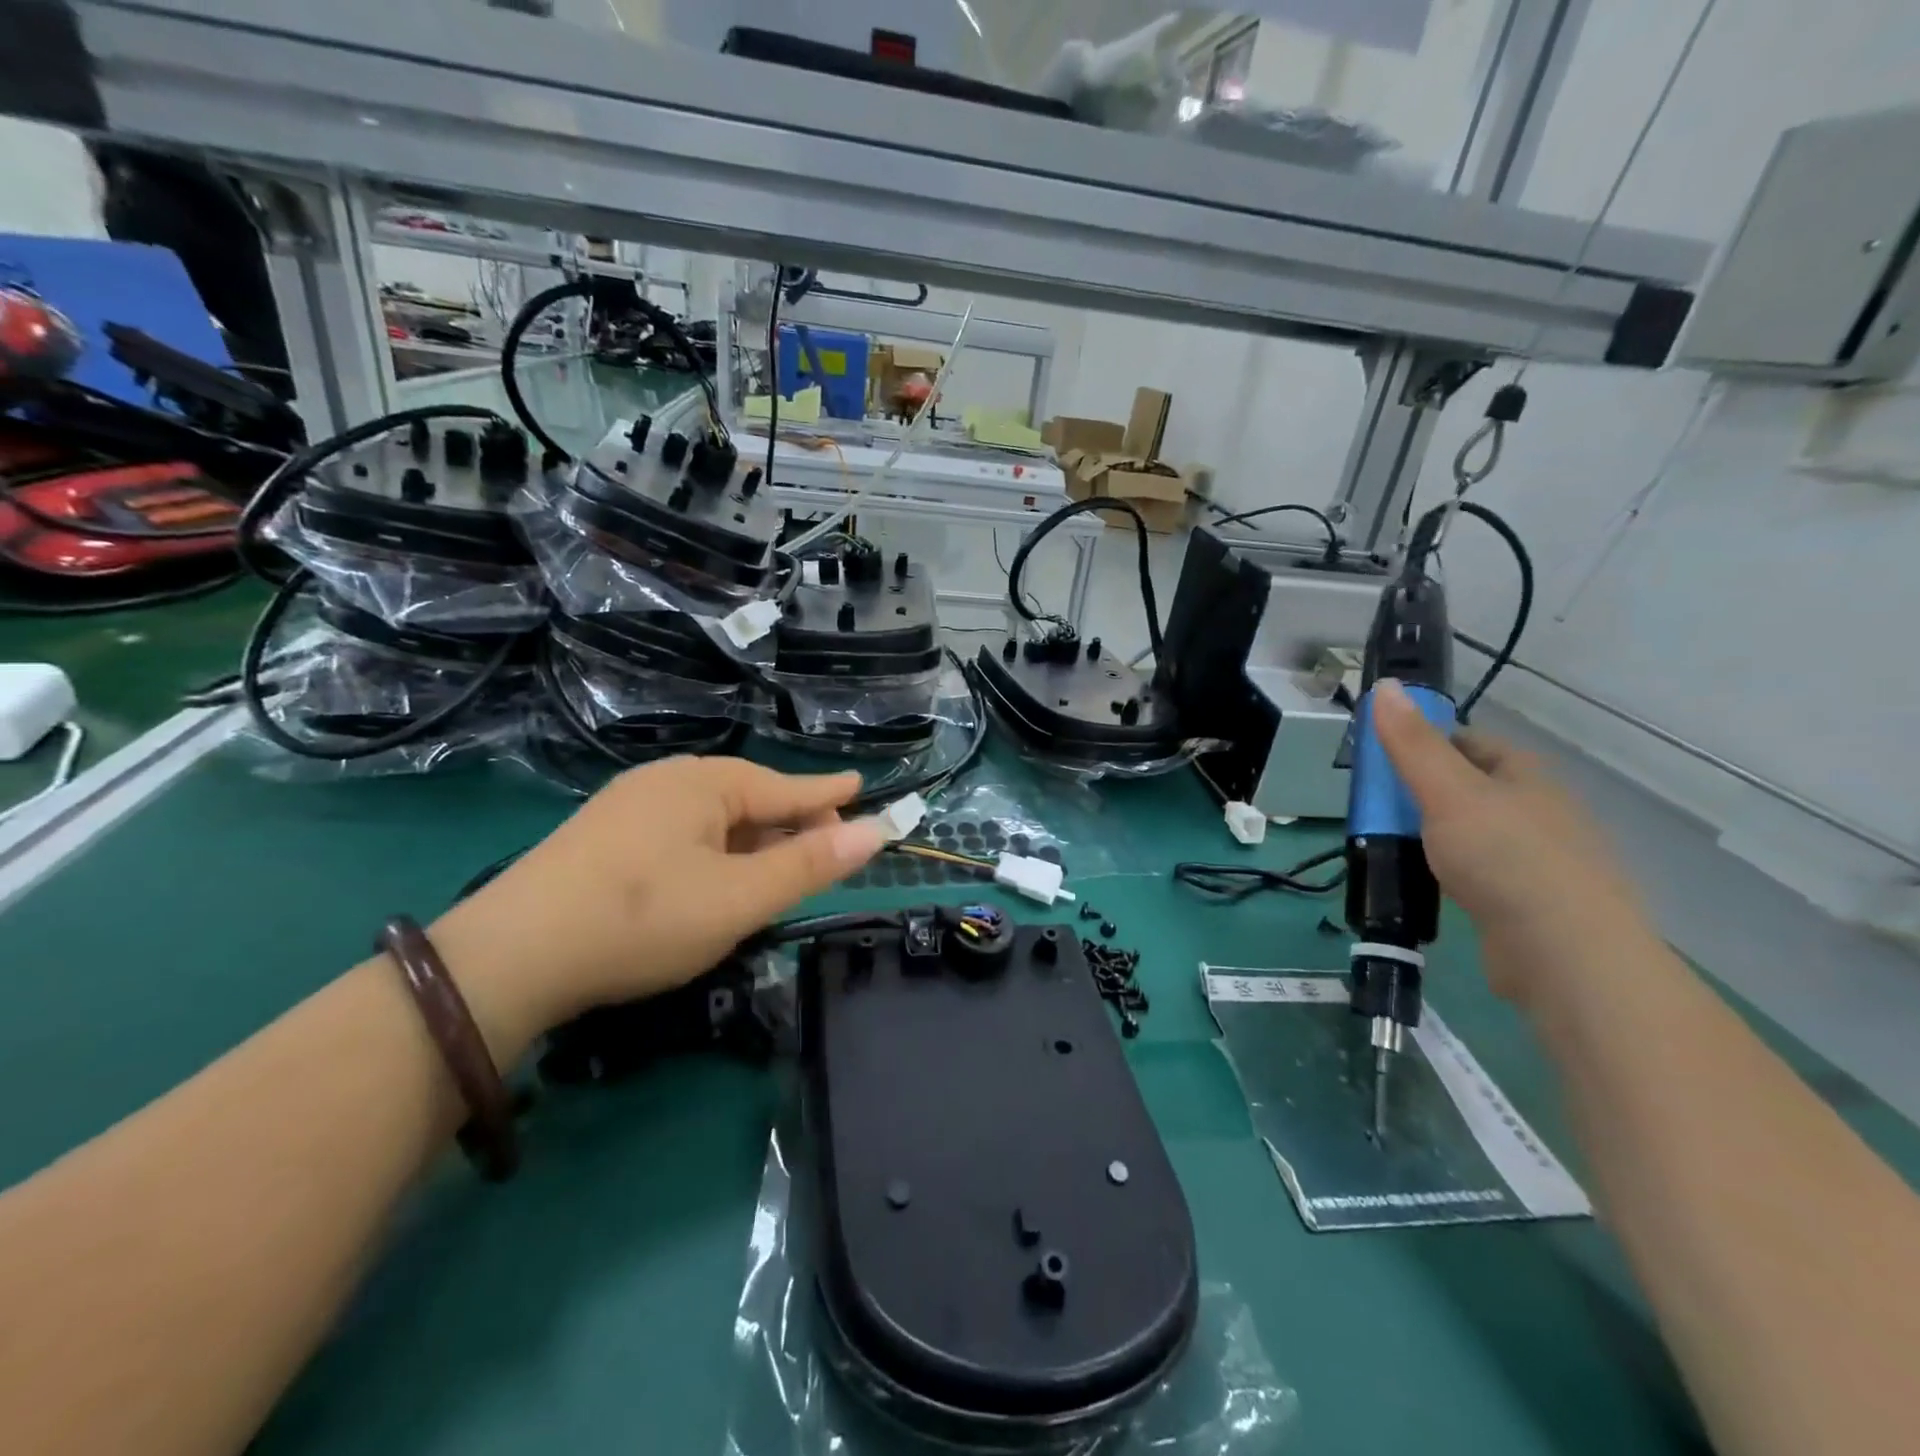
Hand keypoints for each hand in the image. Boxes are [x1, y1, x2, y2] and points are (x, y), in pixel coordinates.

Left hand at [427, 758, 887, 1055]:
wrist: (509, 958)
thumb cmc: (642, 919)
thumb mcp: (739, 898)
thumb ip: (810, 865)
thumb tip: (878, 830)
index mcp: (704, 783)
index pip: (786, 787)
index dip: (828, 793)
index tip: (861, 786)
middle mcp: (667, 780)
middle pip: (749, 799)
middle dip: (790, 823)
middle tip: (824, 850)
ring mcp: (629, 806)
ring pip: (713, 818)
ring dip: (752, 841)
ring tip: (777, 869)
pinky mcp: (603, 836)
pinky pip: (682, 832)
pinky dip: (715, 851)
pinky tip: (714, 876)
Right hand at [1371, 680, 1650, 1004]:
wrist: (1566, 955)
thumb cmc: (1505, 858)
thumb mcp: (1447, 791)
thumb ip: (1412, 743)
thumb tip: (1385, 685)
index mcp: (1527, 776)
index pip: (1470, 742)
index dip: (1426, 743)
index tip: (1383, 761)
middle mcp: (1540, 811)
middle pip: (1472, 788)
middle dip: (1424, 793)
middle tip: (1378, 808)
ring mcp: (1541, 860)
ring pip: (1475, 833)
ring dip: (1436, 835)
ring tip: (1393, 846)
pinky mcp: (1532, 904)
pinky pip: (1482, 874)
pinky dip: (1452, 874)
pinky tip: (1428, 886)